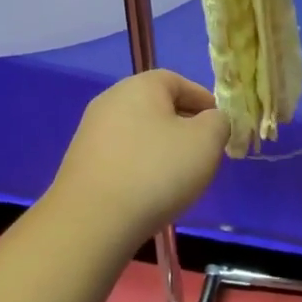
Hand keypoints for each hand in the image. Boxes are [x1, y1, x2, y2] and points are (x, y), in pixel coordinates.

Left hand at [48, 70, 230, 244]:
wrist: (93, 219)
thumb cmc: (156, 171)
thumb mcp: (205, 142)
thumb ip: (218, 123)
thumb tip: (211, 121)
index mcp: (140, 86)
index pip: (179, 82)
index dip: (204, 101)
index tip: (220, 126)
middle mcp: (111, 100)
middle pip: (156, 106)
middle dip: (183, 125)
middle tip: (203, 152)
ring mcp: (91, 131)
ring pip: (139, 132)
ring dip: (161, 148)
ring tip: (179, 176)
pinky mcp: (81, 161)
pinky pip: (122, 155)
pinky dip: (140, 165)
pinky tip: (149, 190)